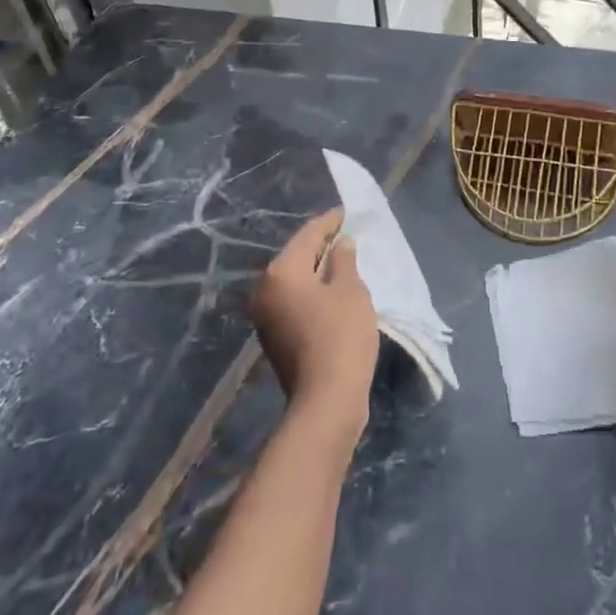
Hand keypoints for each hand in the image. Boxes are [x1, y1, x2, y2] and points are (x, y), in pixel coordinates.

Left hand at [252, 209, 379, 438]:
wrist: (326, 401)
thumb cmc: (341, 335)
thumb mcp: (350, 290)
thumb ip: (344, 260)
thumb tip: (340, 244)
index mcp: (280, 272)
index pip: (308, 235)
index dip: (331, 221)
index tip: (348, 212)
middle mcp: (265, 290)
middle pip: (297, 257)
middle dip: (323, 246)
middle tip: (349, 237)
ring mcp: (266, 317)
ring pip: (296, 281)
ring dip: (318, 272)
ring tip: (346, 263)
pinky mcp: (276, 338)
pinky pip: (296, 302)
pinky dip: (314, 294)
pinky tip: (335, 294)